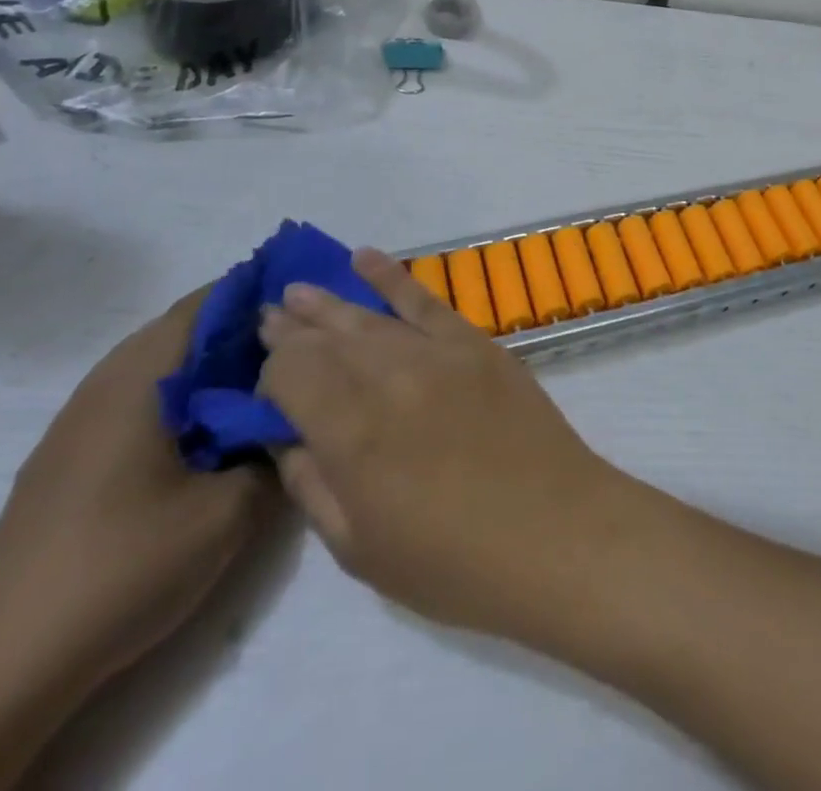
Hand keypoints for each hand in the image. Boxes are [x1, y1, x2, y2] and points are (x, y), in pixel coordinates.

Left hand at [0, 290, 277, 695]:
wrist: (4, 668)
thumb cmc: (127, 566)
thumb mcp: (231, 509)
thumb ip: (274, 450)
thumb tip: (293, 419)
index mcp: (139, 380)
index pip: (204, 304)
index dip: (257, 292)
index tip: (304, 304)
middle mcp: (101, 387)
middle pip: (179, 329)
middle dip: (238, 328)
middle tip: (294, 345)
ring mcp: (75, 426)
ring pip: (155, 366)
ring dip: (207, 365)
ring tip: (259, 386)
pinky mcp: (64, 462)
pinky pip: (134, 401)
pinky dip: (178, 397)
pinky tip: (206, 434)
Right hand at [258, 250, 638, 640]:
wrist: (554, 530)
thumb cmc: (452, 562)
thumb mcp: (358, 547)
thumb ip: (312, 484)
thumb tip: (286, 436)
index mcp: (353, 431)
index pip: (292, 374)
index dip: (271, 375)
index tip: (266, 387)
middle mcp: (391, 376)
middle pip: (329, 338)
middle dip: (292, 329)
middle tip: (266, 318)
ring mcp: (440, 352)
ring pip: (371, 316)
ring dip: (330, 302)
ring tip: (296, 290)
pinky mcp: (479, 343)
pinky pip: (428, 300)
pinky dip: (393, 277)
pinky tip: (366, 259)